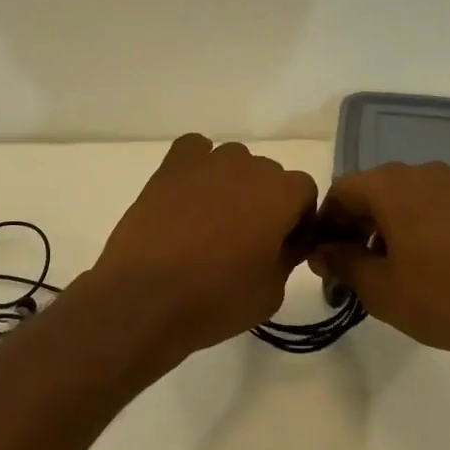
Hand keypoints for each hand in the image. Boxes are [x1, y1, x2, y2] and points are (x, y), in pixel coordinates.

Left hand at [90, 134, 318, 363]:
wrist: (145, 296)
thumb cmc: (216, 299)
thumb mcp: (271, 292)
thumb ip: (287, 256)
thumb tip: (285, 241)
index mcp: (280, 193)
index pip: (304, 191)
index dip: (298, 220)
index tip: (282, 248)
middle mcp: (247, 166)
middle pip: (268, 176)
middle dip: (265, 203)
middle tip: (245, 242)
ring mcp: (207, 161)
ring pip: (233, 163)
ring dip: (232, 186)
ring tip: (211, 223)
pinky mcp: (171, 165)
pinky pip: (195, 150)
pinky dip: (198, 166)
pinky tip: (189, 196)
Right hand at [307, 161, 449, 373]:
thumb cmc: (440, 298)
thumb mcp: (378, 288)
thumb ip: (342, 262)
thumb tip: (320, 251)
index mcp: (391, 185)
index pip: (341, 191)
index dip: (326, 222)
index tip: (323, 255)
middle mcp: (424, 173)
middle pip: (376, 191)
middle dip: (358, 224)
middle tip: (354, 264)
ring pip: (411, 198)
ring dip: (392, 225)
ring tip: (394, 267)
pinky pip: (443, 209)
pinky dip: (427, 228)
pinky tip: (435, 265)